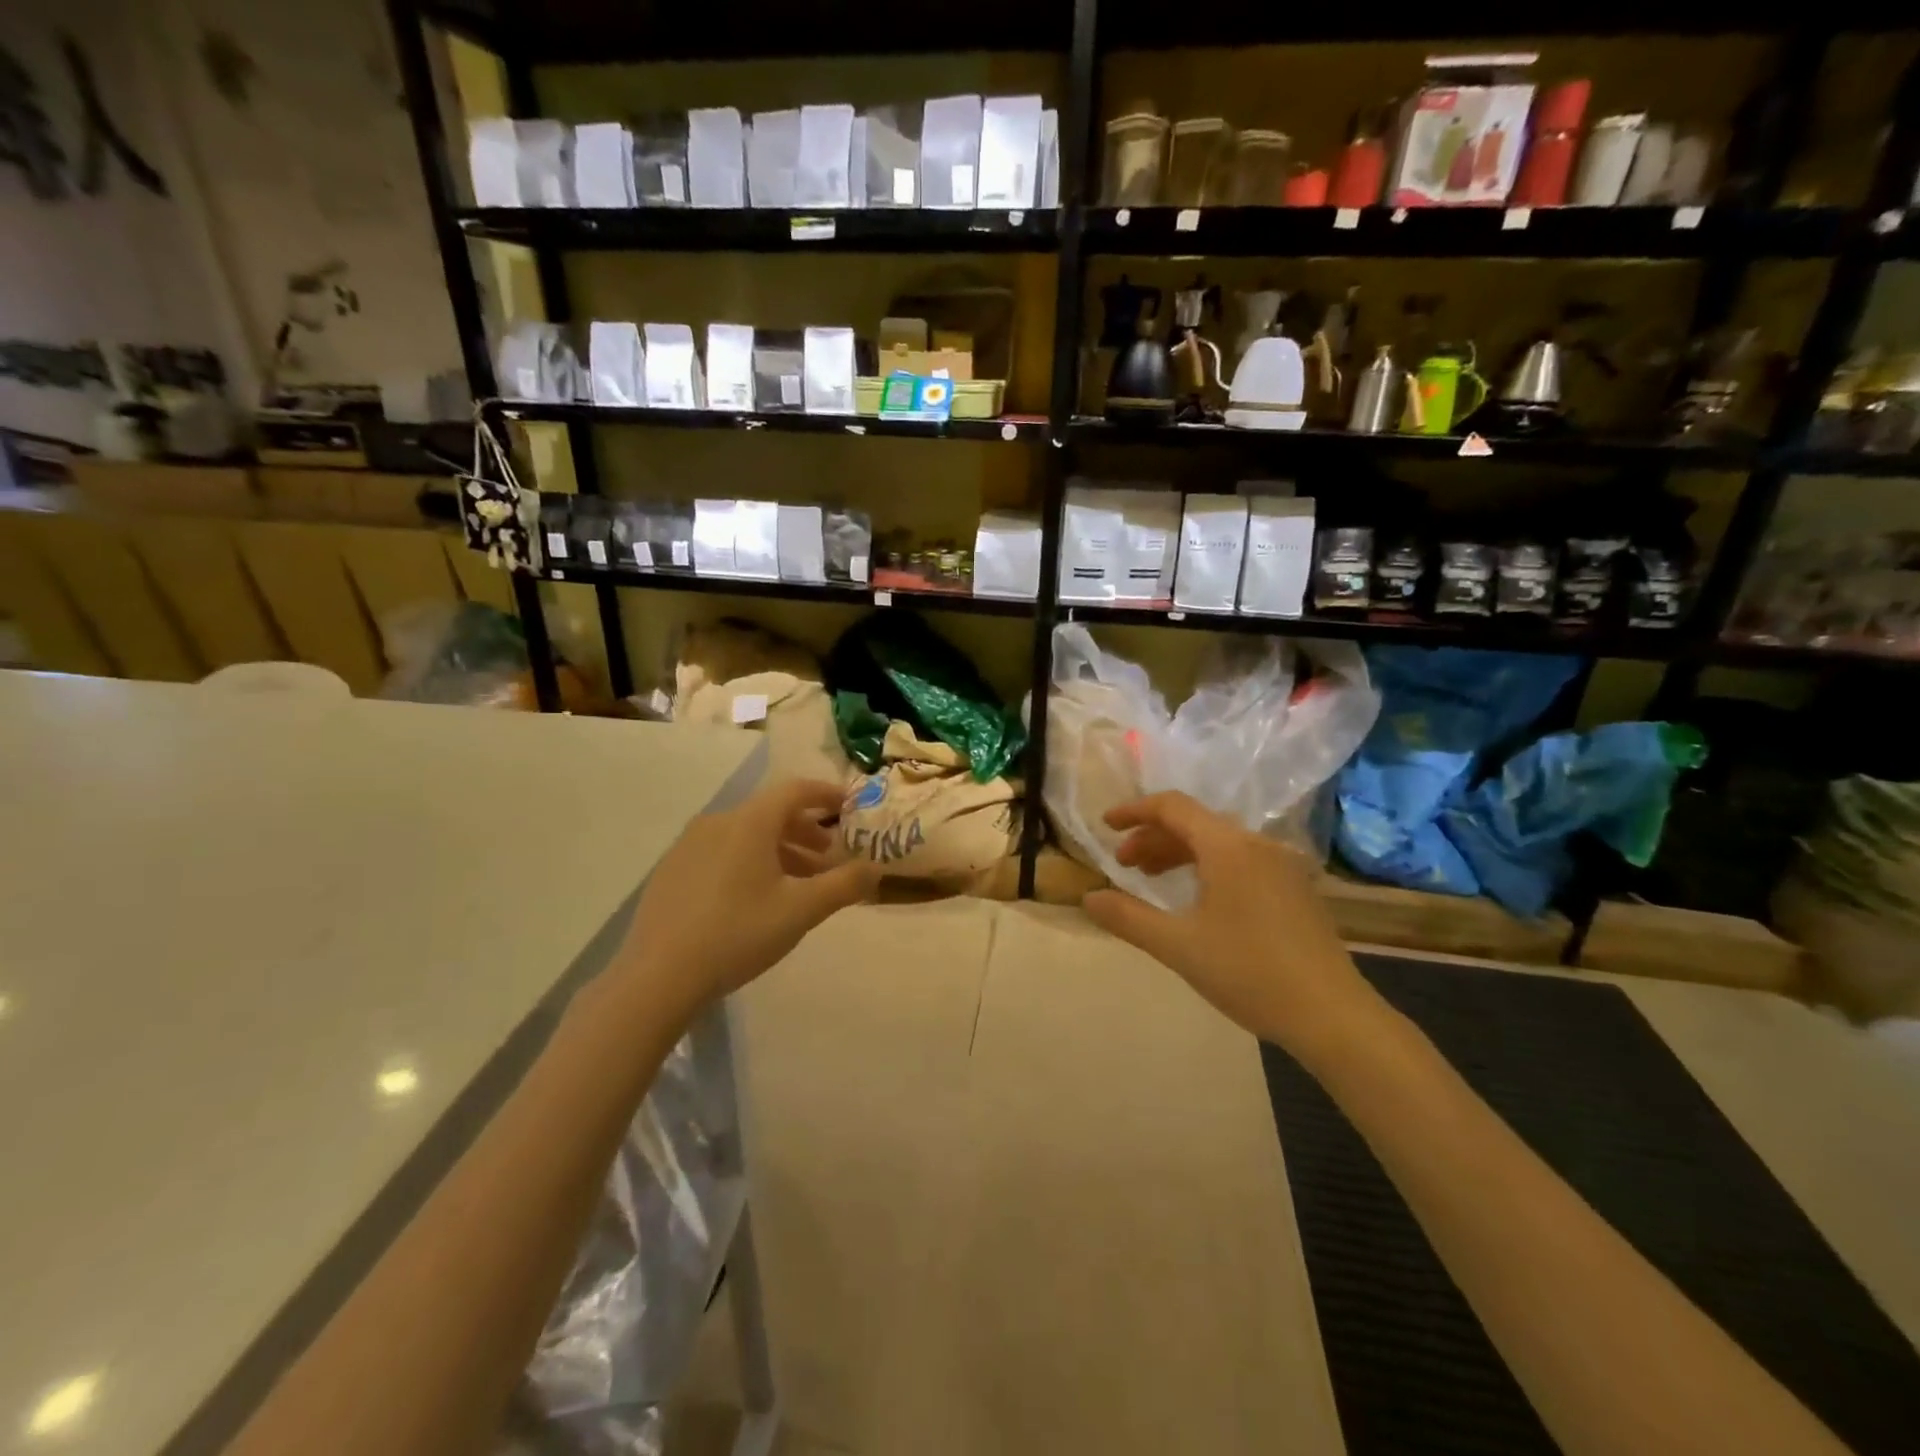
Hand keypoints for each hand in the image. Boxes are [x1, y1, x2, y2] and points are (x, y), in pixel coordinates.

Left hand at [616, 779, 878, 1019]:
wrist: (658, 976)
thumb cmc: (738, 933)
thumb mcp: (801, 911)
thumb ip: (844, 885)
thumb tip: (876, 867)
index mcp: (750, 822)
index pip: (795, 790)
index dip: (826, 795)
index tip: (849, 809)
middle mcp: (718, 822)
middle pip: (771, 813)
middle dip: (806, 832)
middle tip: (828, 860)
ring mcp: (689, 845)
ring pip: (745, 835)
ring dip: (779, 851)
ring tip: (797, 885)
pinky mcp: (672, 870)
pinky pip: (721, 852)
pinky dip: (749, 862)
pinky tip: (753, 899)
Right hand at [1081, 792, 1378, 1057]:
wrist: (1332, 1015)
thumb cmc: (1249, 972)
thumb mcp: (1178, 946)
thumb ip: (1128, 918)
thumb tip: (1088, 898)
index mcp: (1229, 847)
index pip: (1173, 807)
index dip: (1135, 811)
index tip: (1106, 825)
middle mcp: (1258, 844)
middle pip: (1195, 823)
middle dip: (1153, 837)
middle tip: (1123, 864)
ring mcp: (1283, 866)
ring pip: (1219, 842)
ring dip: (1179, 852)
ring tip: (1151, 879)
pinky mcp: (1296, 889)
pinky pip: (1241, 860)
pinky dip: (1208, 866)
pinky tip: (1198, 898)